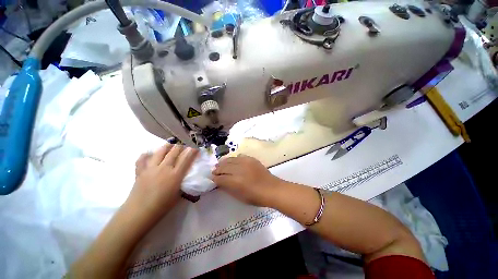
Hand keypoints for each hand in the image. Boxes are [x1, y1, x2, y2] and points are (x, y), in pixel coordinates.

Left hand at [126, 144, 198, 222]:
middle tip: (184, 147)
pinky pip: (142, 159)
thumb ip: (183, 182)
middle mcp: (164, 168)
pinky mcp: (140, 171)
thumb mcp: (179, 194)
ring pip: (160, 151)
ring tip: (170, 146)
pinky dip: (146, 155)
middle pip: (174, 151)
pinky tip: (149, 154)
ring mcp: (151, 168)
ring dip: (167, 147)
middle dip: (181, 147)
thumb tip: (185, 176)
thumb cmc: (162, 206)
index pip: (186, 158)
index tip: (195, 148)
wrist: (140, 212)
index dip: (192, 151)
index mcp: (175, 175)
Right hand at [211, 155, 283, 206]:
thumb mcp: (239, 196)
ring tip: (220, 164)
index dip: (215, 178)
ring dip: (224, 162)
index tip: (212, 178)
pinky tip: (233, 161)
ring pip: (230, 159)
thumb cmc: (256, 197)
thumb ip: (228, 188)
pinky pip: (239, 156)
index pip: (220, 177)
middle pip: (224, 166)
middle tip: (214, 171)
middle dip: (217, 169)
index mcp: (235, 181)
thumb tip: (220, 182)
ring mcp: (246, 162)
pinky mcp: (251, 159)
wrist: (272, 188)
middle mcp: (239, 169)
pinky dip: (234, 159)